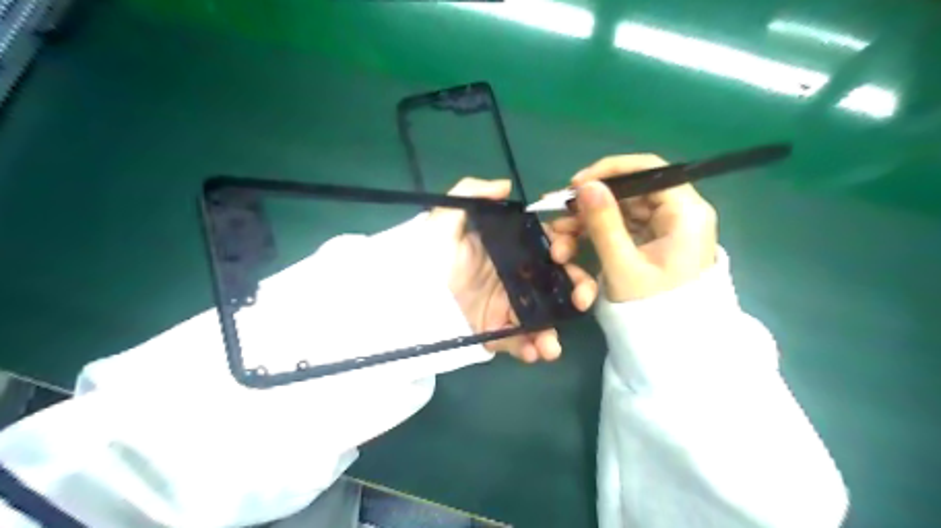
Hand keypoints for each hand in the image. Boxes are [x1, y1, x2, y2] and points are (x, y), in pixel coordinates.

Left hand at [428, 177, 594, 361]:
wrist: (405, 298)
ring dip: (556, 330)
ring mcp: (507, 306)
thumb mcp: (444, 220)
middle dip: (577, 289)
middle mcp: (514, 277)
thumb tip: (504, 185)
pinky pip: (520, 341)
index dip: (564, 246)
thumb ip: (470, 194)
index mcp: (508, 249)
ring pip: (544, 316)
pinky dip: (531, 349)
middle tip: (582, 299)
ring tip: (553, 345)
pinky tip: (534, 353)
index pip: (546, 244)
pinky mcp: (496, 331)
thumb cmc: (427, 255)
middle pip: (556, 282)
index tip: (563, 252)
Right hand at [549, 153, 716, 300]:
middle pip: (631, 191)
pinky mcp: (654, 241)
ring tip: (559, 234)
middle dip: (591, 202)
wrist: (673, 344)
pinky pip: (622, 226)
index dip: (610, 171)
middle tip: (558, 213)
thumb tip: (586, 185)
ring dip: (588, 220)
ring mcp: (666, 228)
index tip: (575, 185)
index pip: (648, 170)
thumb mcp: (622, 265)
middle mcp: (679, 213)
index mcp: (684, 213)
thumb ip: (603, 223)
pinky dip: (597, 232)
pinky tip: (572, 241)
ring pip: (621, 209)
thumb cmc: (653, 308)